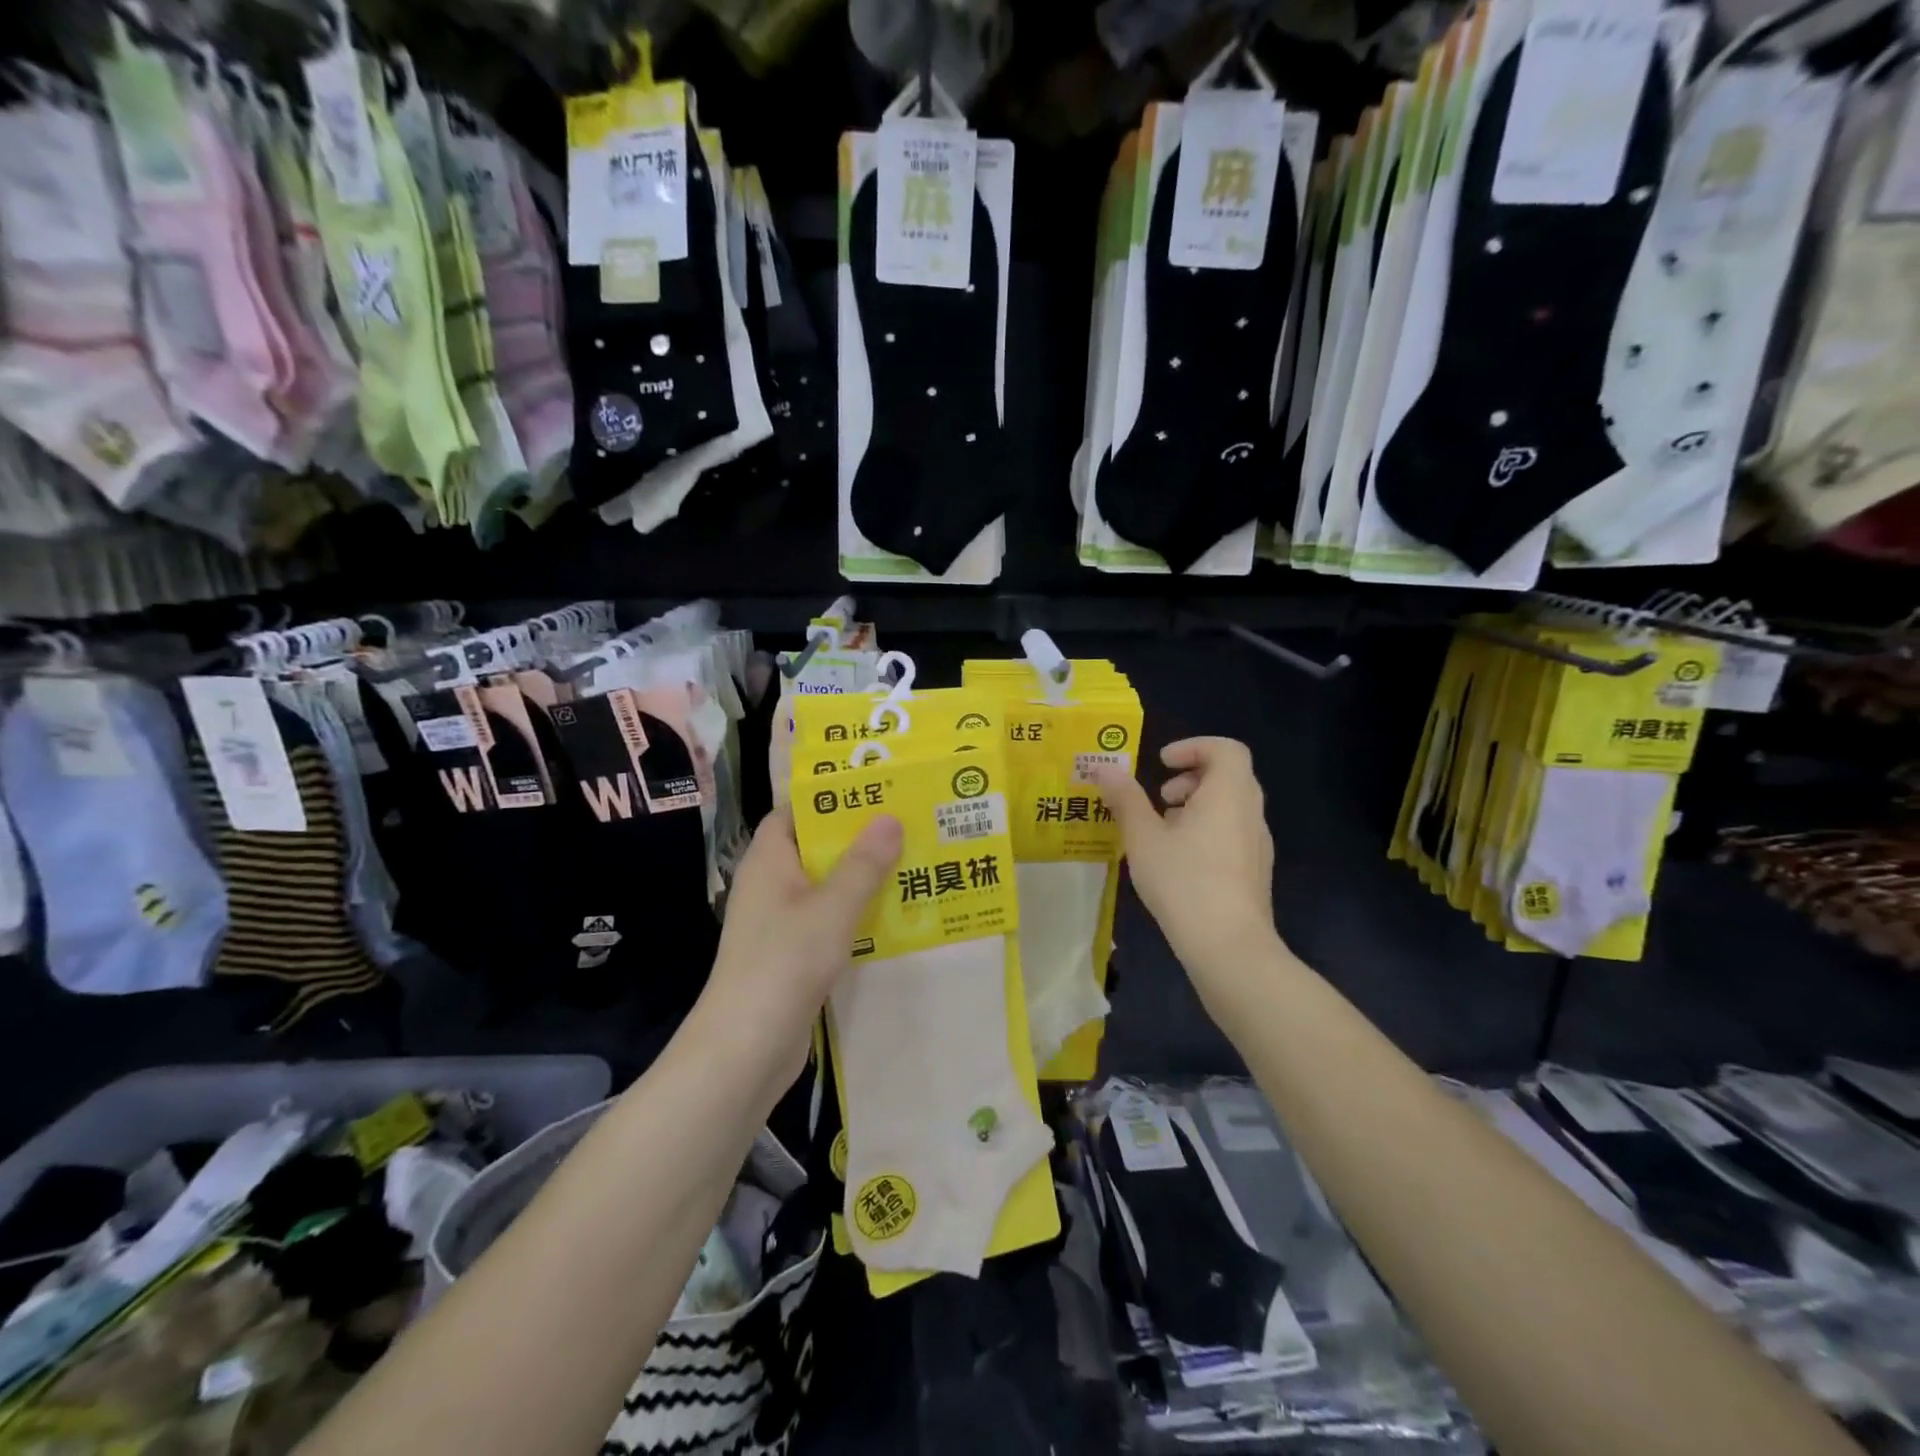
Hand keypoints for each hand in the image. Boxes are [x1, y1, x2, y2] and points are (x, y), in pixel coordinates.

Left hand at [700, 806, 902, 1081]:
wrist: (746, 1048)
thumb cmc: (784, 964)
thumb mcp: (831, 908)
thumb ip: (862, 864)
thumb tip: (890, 818)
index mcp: (768, 860)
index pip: (794, 812)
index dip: (830, 797)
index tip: (875, 789)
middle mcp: (771, 885)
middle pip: (815, 847)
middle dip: (858, 837)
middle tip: (908, 822)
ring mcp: (780, 922)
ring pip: (826, 886)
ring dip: (862, 877)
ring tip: (912, 861)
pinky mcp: (792, 955)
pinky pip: (828, 920)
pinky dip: (856, 914)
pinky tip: (895, 915)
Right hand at [1090, 737, 1277, 979]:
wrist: (1229, 946)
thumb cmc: (1184, 880)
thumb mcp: (1143, 837)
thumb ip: (1126, 799)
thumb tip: (1107, 770)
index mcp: (1229, 793)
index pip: (1226, 749)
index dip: (1193, 747)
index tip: (1162, 763)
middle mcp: (1251, 813)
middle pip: (1229, 776)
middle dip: (1192, 777)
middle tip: (1161, 796)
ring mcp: (1258, 845)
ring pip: (1231, 807)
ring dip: (1197, 806)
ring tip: (1163, 830)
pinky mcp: (1255, 872)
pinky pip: (1233, 833)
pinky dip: (1207, 830)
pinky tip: (1179, 861)